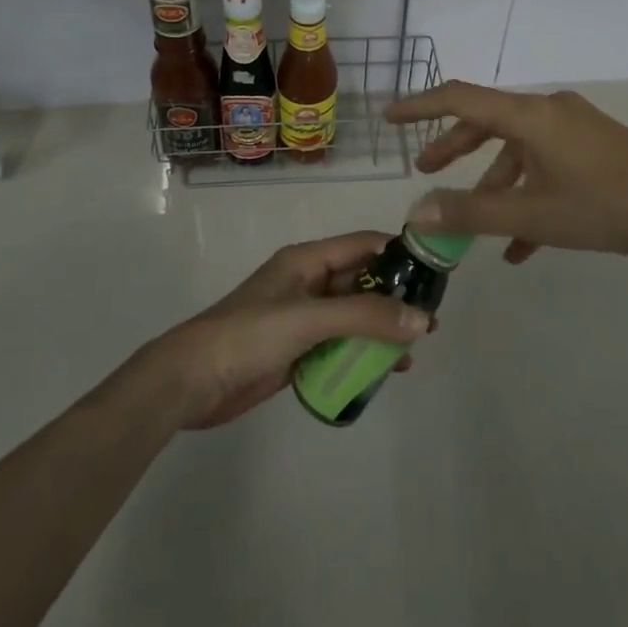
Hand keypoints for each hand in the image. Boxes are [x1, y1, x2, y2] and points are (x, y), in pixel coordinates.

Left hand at [130, 232, 429, 430]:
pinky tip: (383, 372)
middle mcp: (308, 283)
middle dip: (395, 298)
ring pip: (353, 317)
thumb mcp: (309, 318)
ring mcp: (302, 319)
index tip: (435, 272)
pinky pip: (339, 346)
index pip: (362, 245)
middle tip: (430, 321)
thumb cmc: (249, 335)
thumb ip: (365, 317)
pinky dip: (361, 355)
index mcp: (307, 260)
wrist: (192, 381)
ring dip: (381, 330)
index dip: (398, 253)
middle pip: (361, 283)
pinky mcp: (297, 351)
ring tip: (414, 352)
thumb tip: (422, 319)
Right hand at [386, 82, 627, 273]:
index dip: (421, 107)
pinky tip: (522, 245)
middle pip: (487, 122)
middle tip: (426, 170)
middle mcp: (548, 111)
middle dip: (454, 148)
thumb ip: (472, 213)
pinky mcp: (593, 147)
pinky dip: (527, 194)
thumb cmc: (606, 205)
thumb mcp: (534, 214)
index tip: (390, 118)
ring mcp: (574, 128)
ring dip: (493, 183)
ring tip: (475, 225)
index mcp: (530, 115)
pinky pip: (546, 164)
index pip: (461, 98)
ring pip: (518, 149)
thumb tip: (419, 212)